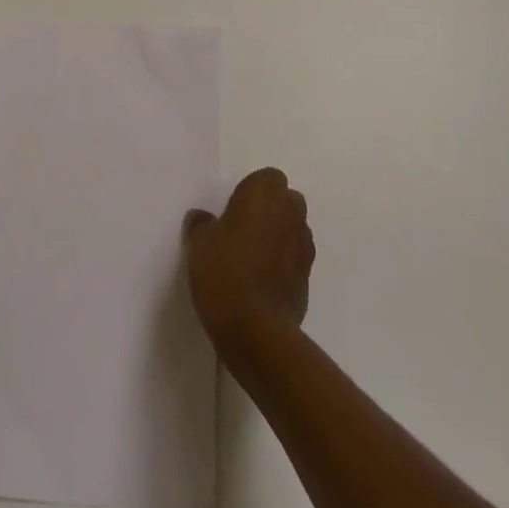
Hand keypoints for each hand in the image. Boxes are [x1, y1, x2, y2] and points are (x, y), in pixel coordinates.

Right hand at [183, 168, 314, 349]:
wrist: (255, 330)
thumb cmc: (224, 272)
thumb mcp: (199, 243)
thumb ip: (202, 225)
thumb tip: (202, 218)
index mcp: (264, 193)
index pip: (267, 177)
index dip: (252, 191)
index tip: (234, 209)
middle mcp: (289, 213)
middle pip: (287, 200)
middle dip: (272, 210)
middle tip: (245, 230)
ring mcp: (303, 246)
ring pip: (294, 229)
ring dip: (280, 236)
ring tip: (255, 258)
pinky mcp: (308, 278)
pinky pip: (296, 260)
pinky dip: (285, 264)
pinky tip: (264, 283)